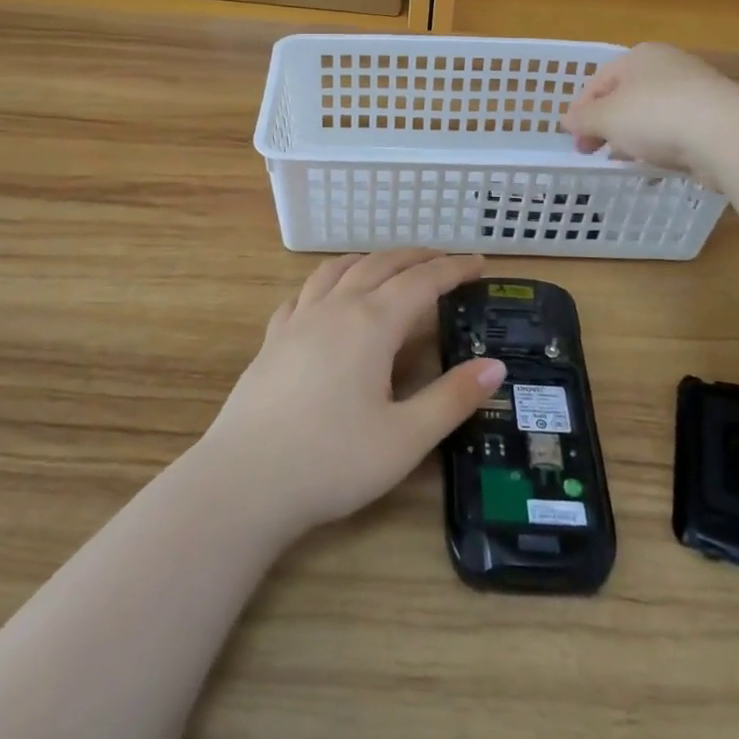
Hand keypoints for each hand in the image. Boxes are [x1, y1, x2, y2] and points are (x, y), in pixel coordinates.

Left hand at [197, 250, 505, 537]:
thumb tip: (495, 365)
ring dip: (371, 260)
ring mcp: (297, 320)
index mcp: (372, 324)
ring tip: (390, 266)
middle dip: (416, 257)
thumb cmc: (332, 461)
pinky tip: (329, 296)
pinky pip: (305, 292)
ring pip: (338, 270)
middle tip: (443, 260)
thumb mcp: (405, 438)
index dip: (453, 268)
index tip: (479, 263)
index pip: (422, 281)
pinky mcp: (272, 339)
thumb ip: (452, 398)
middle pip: (381, 265)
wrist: (244, 481)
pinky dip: (329, 280)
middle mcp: (335, 308)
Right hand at [563, 42, 729, 177]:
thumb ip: (583, 119)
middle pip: (626, 96)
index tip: (572, 137)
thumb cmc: (655, 115)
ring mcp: (696, 90)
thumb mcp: (606, 118)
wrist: (726, 135)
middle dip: (607, 124)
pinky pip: (677, 130)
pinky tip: (656, 163)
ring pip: (652, 114)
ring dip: (633, 136)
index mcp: (640, 56)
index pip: (599, 81)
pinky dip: (662, 145)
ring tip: (624, 160)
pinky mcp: (715, 117)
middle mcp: (669, 66)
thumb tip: (566, 120)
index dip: (581, 110)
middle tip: (593, 151)